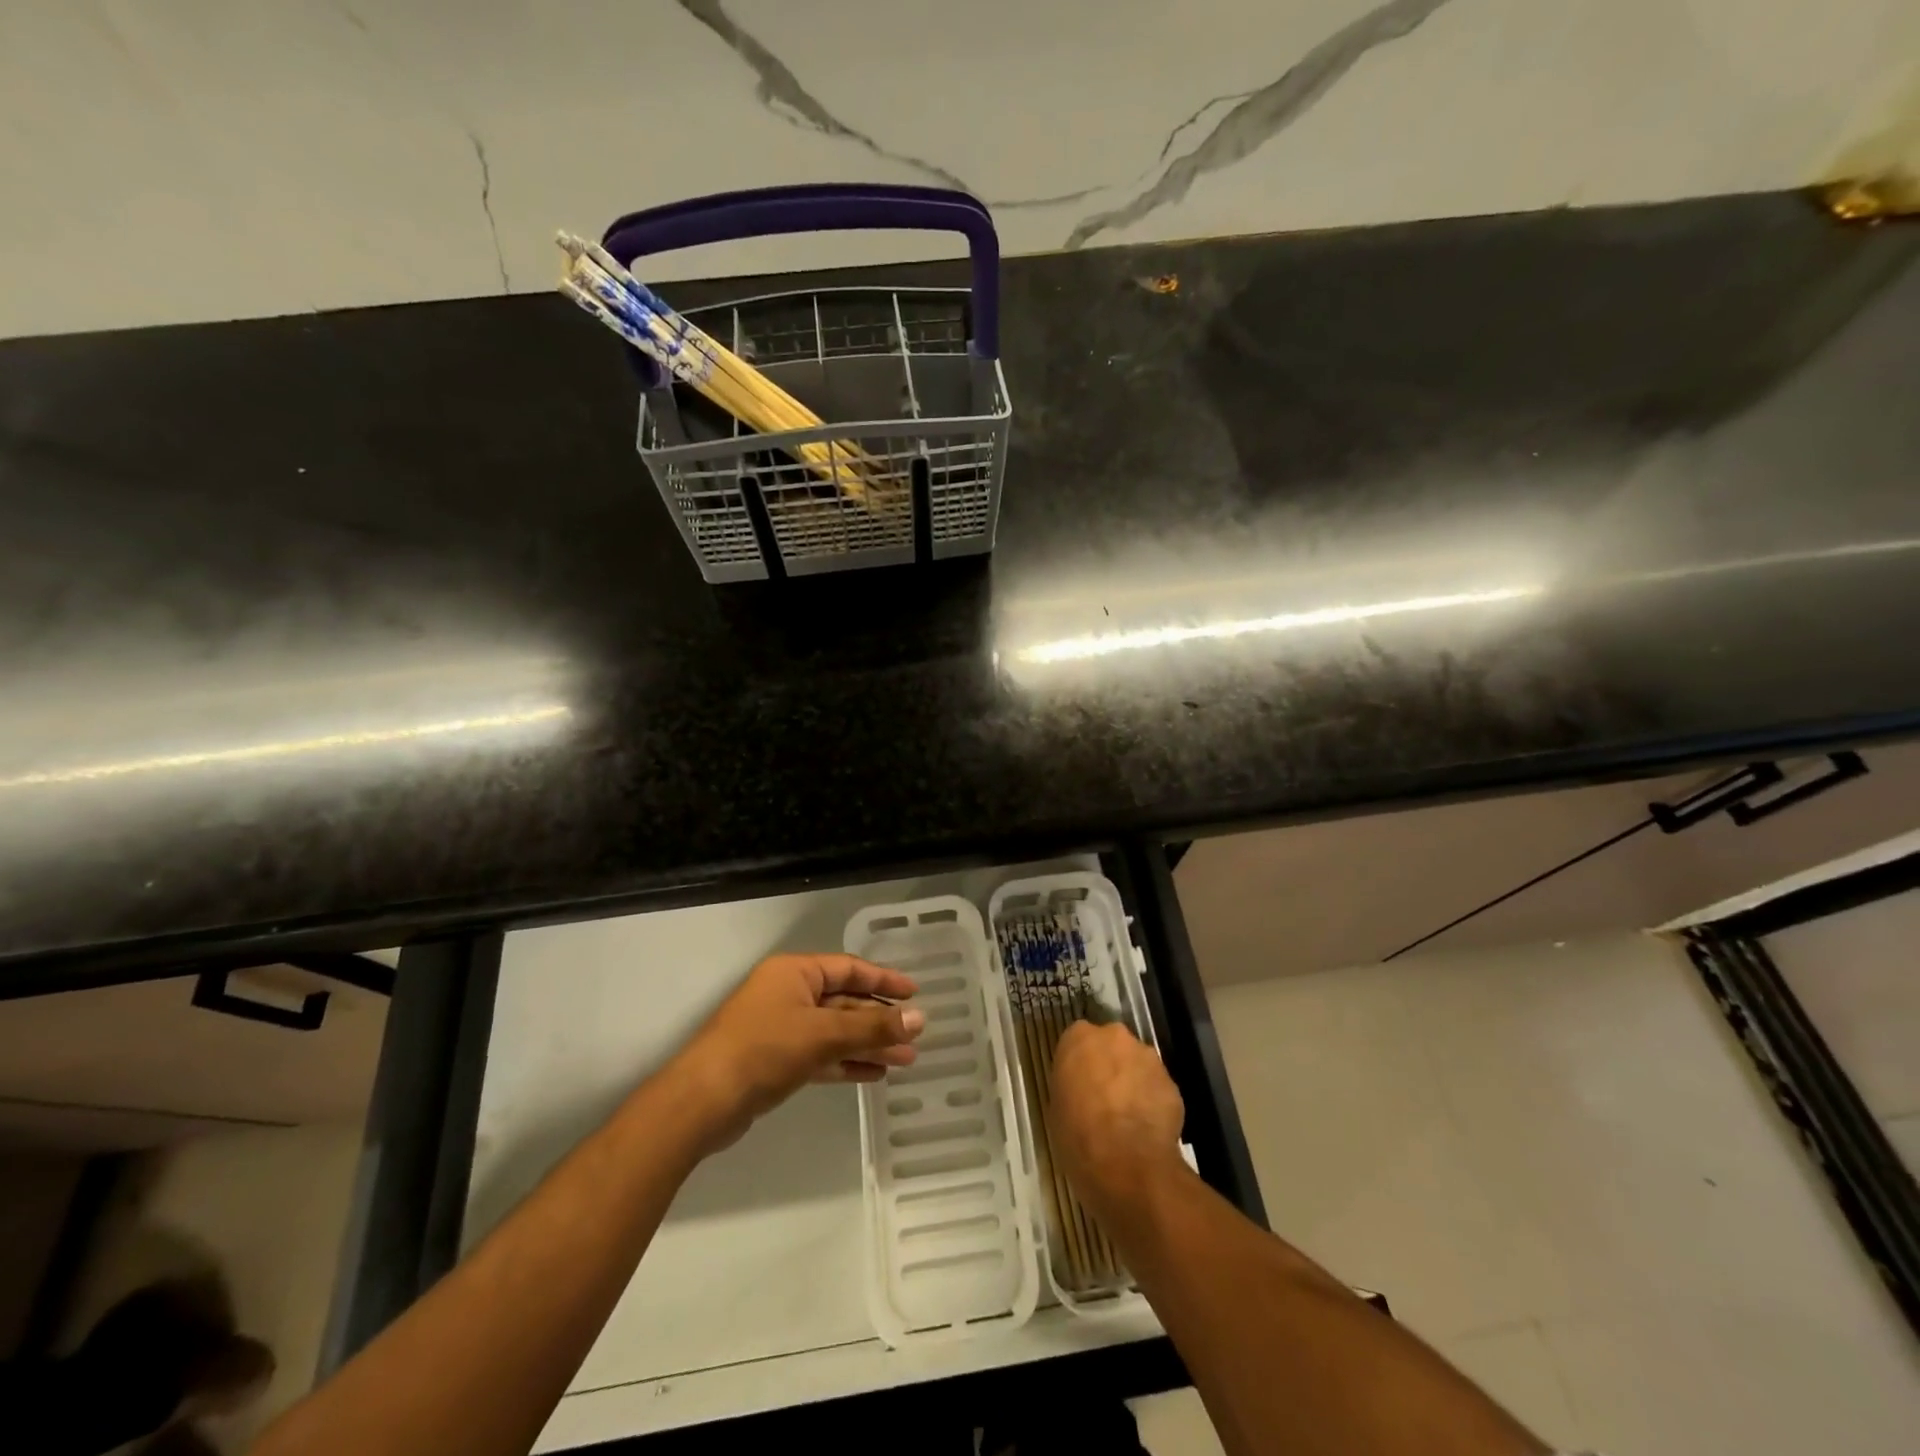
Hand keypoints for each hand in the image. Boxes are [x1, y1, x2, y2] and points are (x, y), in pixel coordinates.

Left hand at [670, 953, 925, 1154]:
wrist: (702, 1102)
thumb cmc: (763, 1050)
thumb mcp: (822, 1034)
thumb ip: (872, 1027)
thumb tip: (920, 1018)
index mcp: (794, 972)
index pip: (849, 968)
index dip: (884, 980)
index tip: (915, 994)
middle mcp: (788, 993)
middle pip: (844, 1001)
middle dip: (880, 1020)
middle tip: (915, 1036)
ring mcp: (780, 1028)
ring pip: (834, 1031)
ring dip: (868, 1044)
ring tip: (905, 1060)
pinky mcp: (776, 1061)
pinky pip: (821, 1054)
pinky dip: (846, 1062)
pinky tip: (874, 1074)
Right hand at [1048, 1021, 1185, 1212]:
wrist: (1127, 1163)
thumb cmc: (1078, 1136)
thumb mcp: (1057, 1107)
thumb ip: (1071, 1085)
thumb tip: (1082, 1090)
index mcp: (1078, 1038)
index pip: (1077, 1039)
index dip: (1080, 1063)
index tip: (1079, 1083)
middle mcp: (1113, 1037)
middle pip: (1111, 1045)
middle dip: (1109, 1065)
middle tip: (1103, 1097)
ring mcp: (1146, 1056)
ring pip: (1137, 1063)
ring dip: (1132, 1081)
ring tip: (1128, 1117)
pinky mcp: (1171, 1081)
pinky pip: (1156, 1086)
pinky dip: (1152, 1101)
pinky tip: (1147, 1128)